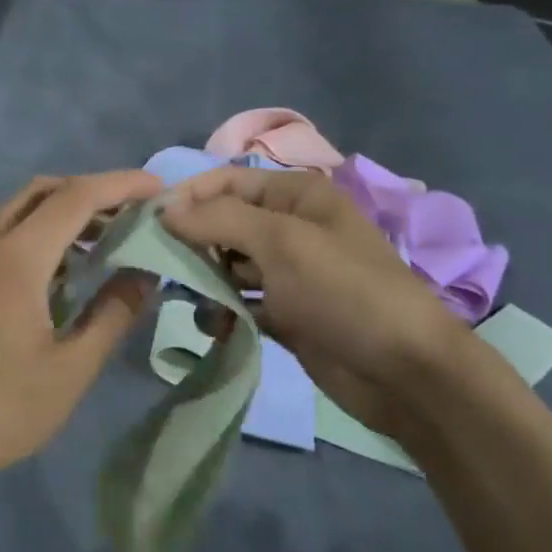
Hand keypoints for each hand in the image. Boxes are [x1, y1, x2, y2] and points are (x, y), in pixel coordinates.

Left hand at [0, 171, 161, 495]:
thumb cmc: (1, 411)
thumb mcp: (71, 370)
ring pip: (20, 211)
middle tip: (136, 212)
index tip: (159, 188)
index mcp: (15, 260)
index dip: (121, 185)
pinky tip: (65, 269)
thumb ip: (113, 314)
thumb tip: (145, 274)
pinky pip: (4, 236)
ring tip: (109, 238)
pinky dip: (40, 234)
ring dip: (65, 212)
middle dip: (93, 191)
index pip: (75, 198)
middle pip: (44, 192)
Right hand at [161, 166, 472, 437]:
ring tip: (190, 300)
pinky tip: (217, 327)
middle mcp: (291, 227)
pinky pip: (241, 302)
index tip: (148, 223)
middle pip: (224, 222)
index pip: (227, 180)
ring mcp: (289, 272)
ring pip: (229, 264)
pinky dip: (225, 312)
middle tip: (163, 267)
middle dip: (193, 242)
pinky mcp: (287, 313)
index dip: (188, 196)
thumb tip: (165, 209)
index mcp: (297, 195)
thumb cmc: (344, 292)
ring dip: (206, 280)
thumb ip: (219, 219)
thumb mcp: (281, 243)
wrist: (403, 372)